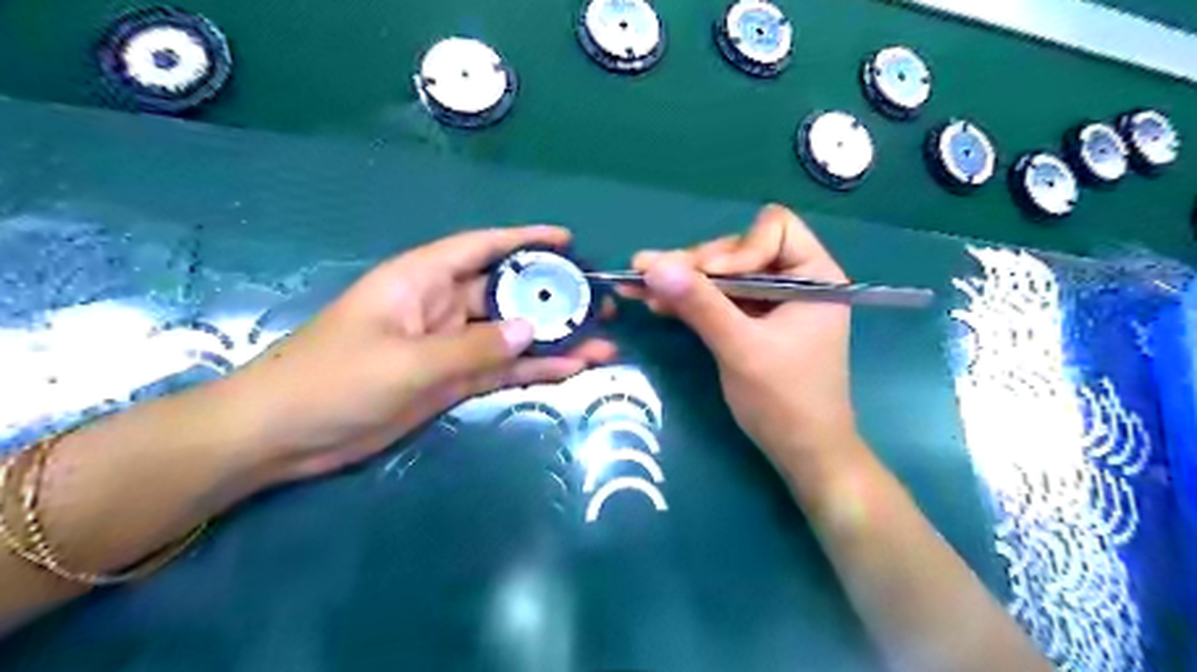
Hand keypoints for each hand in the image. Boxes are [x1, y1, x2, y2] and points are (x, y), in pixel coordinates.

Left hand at [221, 229, 617, 480]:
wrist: (284, 436)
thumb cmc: (334, 381)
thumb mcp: (407, 362)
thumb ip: (473, 347)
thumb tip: (531, 329)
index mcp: (421, 281)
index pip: (481, 247)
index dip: (525, 239)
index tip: (568, 240)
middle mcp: (440, 306)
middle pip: (506, 293)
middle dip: (552, 296)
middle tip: (598, 304)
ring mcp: (448, 346)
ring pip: (510, 335)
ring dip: (552, 339)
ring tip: (601, 343)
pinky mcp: (450, 380)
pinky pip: (500, 368)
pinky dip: (532, 368)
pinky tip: (570, 369)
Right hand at [630, 203, 854, 473]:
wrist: (802, 453)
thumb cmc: (786, 401)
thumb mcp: (741, 349)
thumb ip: (700, 305)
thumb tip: (653, 265)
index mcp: (814, 276)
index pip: (774, 229)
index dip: (737, 249)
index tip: (708, 279)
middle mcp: (794, 280)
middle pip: (738, 250)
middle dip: (695, 265)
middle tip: (648, 274)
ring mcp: (771, 301)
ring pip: (721, 274)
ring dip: (682, 281)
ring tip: (638, 286)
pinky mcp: (752, 321)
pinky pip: (717, 299)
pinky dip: (689, 300)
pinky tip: (655, 302)